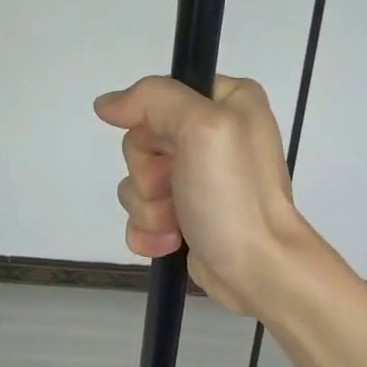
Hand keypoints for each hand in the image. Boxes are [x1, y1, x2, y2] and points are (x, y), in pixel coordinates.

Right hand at [93, 74, 305, 313]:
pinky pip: (140, 214)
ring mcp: (197, 179)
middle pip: (142, 141)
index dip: (151, 125)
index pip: (159, 96)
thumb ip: (154, 99)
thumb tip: (107, 104)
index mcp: (227, 101)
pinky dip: (148, 231)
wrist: (259, 270)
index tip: (167, 148)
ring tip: (178, 223)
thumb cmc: (235, 196)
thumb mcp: (201, 128)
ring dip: (148, 208)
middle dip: (148, 174)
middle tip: (176, 189)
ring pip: (136, 181)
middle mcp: (212, 135)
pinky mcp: (185, 216)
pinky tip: (170, 242)